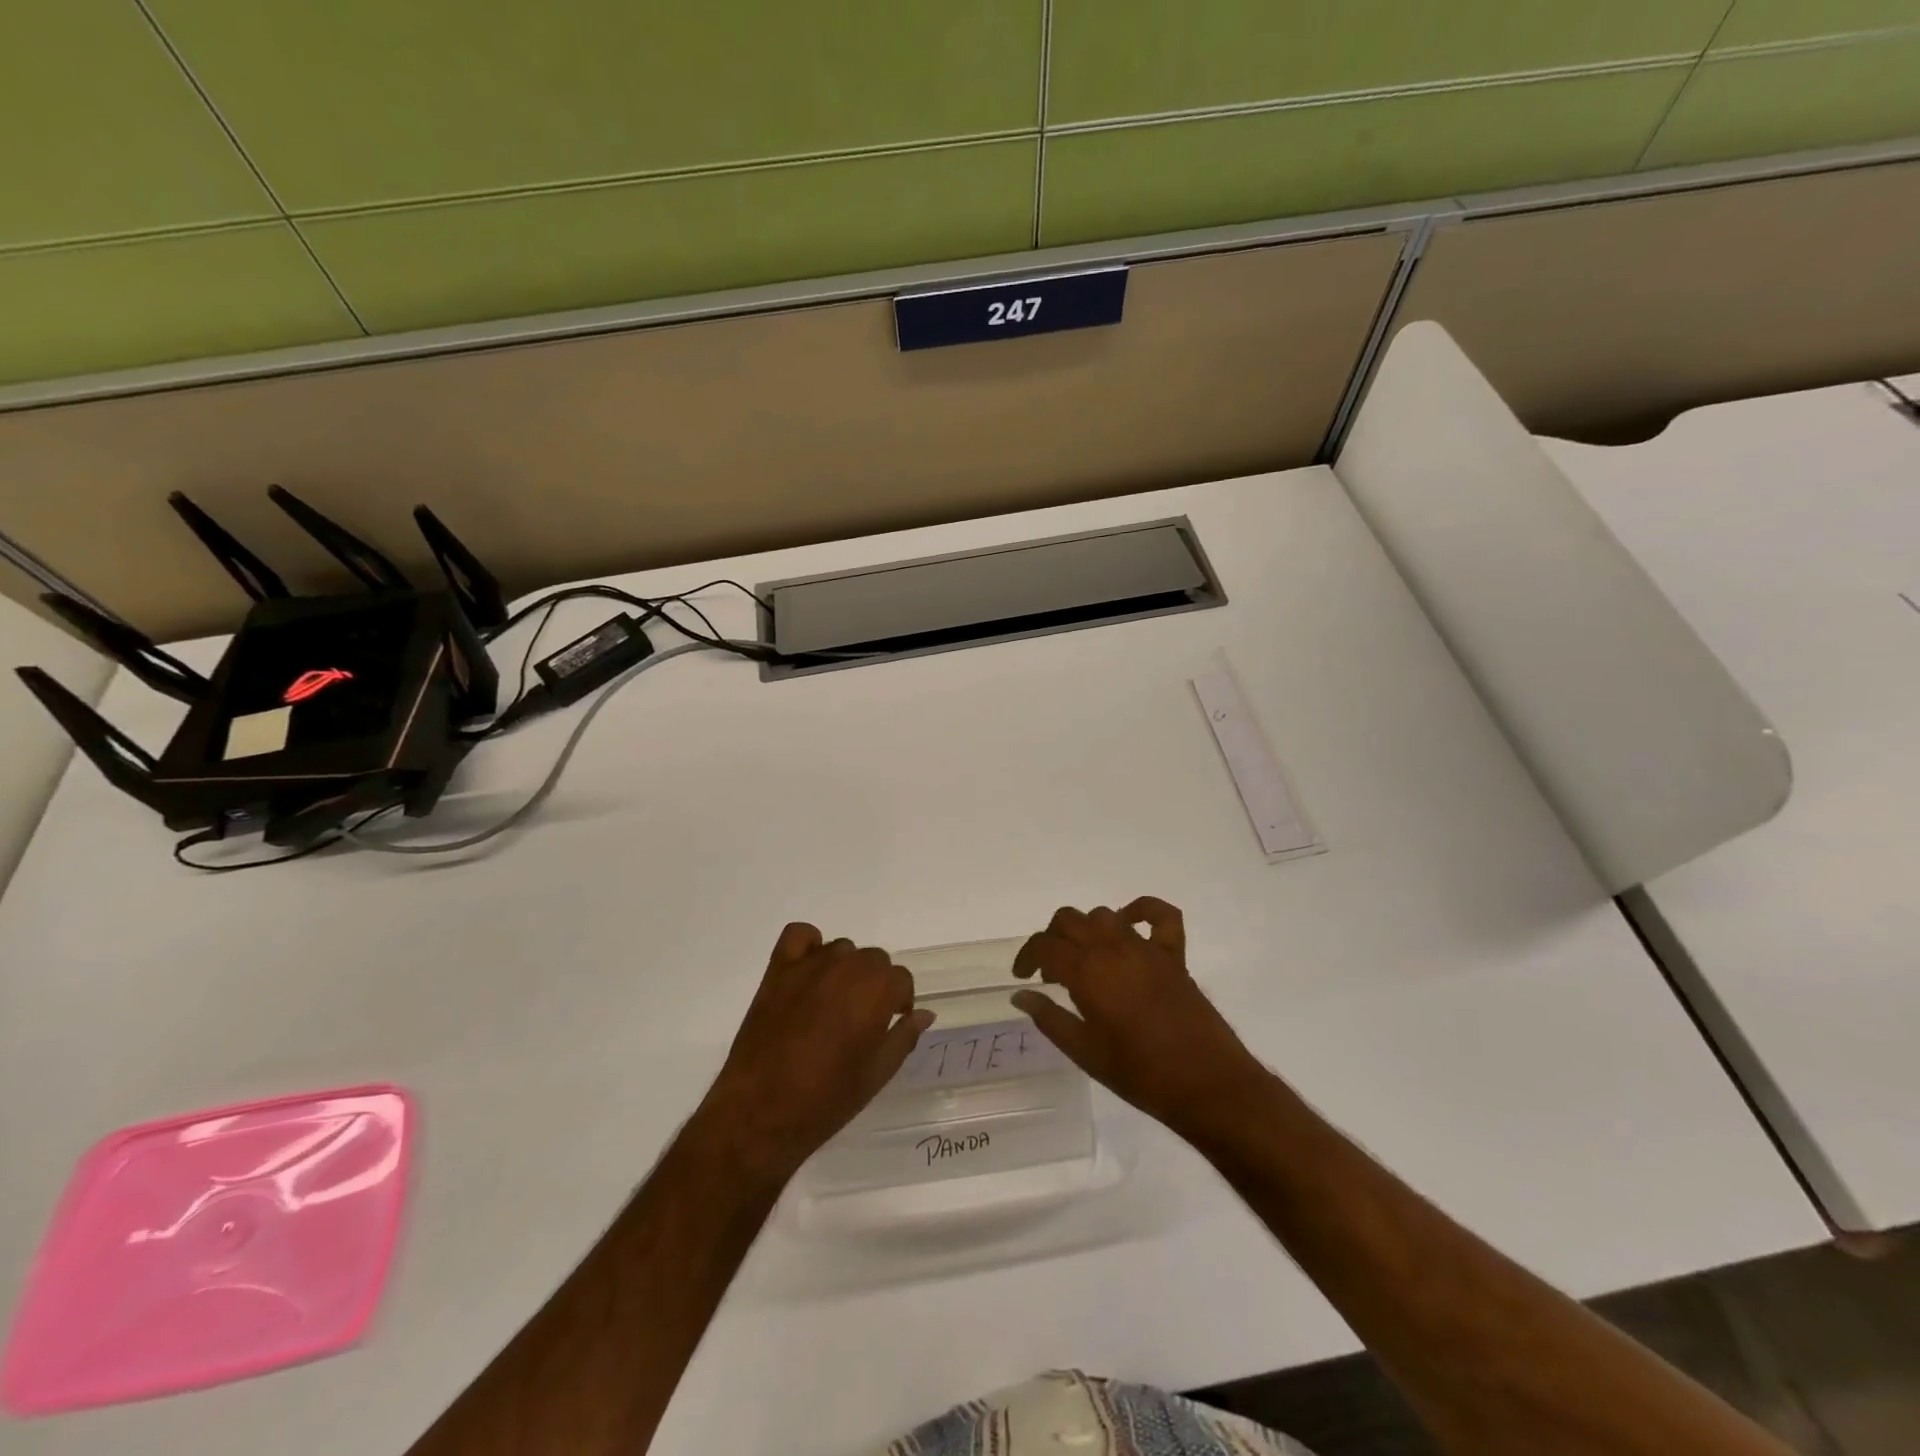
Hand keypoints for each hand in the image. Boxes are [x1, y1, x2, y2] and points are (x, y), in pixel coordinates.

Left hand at [694, 923, 933, 1183]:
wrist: (760, 1112)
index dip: (899, 1003)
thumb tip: (923, 1014)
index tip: (889, 1024)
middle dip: (875, 985)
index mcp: (876, 991)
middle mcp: (847, 968)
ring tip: (832, 1004)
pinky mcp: (779, 969)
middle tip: (861, 1020)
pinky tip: (809, 973)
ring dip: (845, 970)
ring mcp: (810, 965)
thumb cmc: (826, 1099)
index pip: (901, 979)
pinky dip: (809, 946)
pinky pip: (800, 936)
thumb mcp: (877, 1074)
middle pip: (874, 960)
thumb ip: (903, 1036)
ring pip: (842, 950)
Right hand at [1011, 898, 1268, 1140]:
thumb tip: (1021, 996)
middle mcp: (1113, 948)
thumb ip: (1050, 1018)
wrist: (1206, 1084)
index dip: (1026, 956)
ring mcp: (1146, 947)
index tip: (1021, 976)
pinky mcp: (1173, 955)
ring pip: (1104, 915)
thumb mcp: (1084, 1052)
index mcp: (1087, 971)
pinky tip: (1129, 922)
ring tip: (1084, 958)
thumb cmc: (1139, 1074)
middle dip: (1052, 939)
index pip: (1045, 945)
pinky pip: (1160, 916)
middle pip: (1070, 920)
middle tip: (1051, 972)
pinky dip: (1142, 910)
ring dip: (1086, 929)